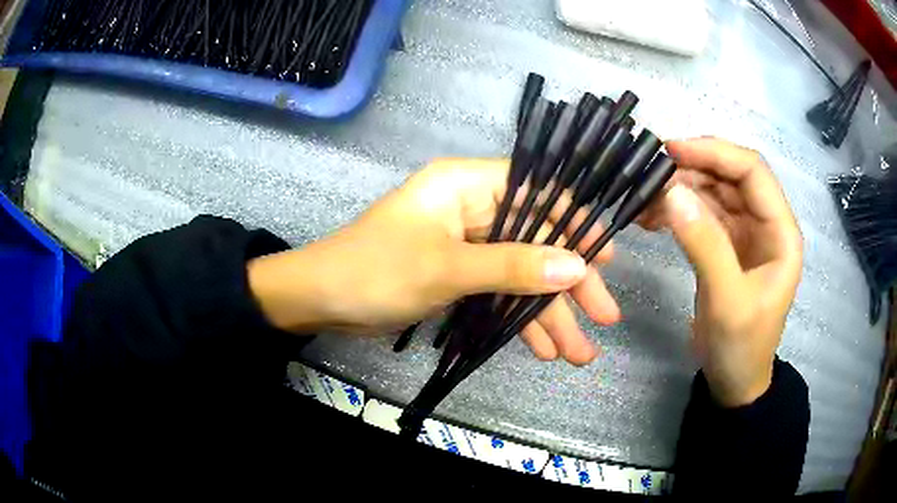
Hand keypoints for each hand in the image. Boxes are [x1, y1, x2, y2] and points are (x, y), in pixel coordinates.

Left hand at [248, 159, 620, 364]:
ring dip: (548, 314)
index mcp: (468, 186)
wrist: (322, 301)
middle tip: (605, 317)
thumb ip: (514, 267)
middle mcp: (473, 209)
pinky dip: (517, 321)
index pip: (538, 193)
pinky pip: (498, 294)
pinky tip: (543, 349)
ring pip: (520, 275)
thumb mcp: (448, 268)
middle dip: (570, 284)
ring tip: (579, 353)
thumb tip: (577, 267)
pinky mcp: (459, 275)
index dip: (575, 224)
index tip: (606, 257)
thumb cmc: (377, 270)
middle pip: (536, 241)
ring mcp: (467, 245)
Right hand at [640, 138, 802, 406]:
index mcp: (781, 232)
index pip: (752, 172)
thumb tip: (671, 193)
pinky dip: (678, 210)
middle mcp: (765, 223)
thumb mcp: (727, 301)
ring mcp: (745, 234)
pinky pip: (702, 215)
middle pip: (731, 176)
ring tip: (645, 196)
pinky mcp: (726, 246)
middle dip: (693, 168)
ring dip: (681, 188)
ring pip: (714, 192)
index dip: (715, 153)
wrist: (733, 382)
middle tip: (650, 173)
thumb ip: (705, 246)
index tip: (672, 151)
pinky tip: (653, 215)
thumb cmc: (741, 347)